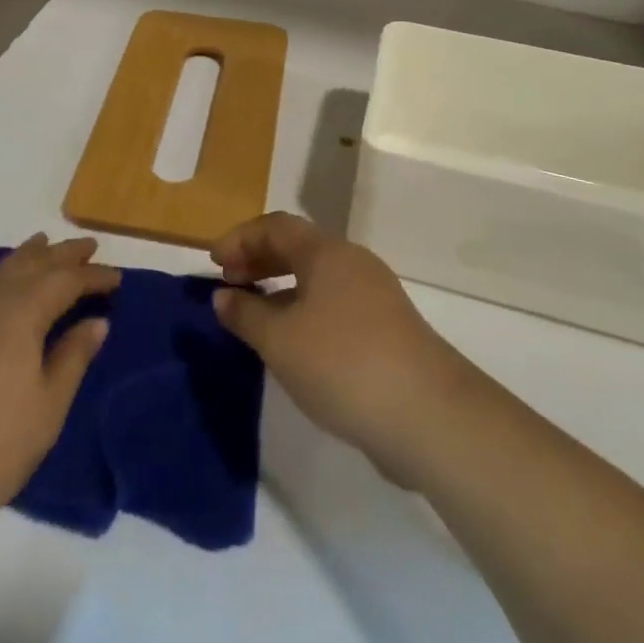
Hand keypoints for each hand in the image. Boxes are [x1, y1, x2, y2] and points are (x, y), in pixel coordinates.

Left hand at [0, 234, 118, 544]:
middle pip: (32, 263)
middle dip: (63, 254)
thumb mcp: (46, 409)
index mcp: (22, 312)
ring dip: (29, 256)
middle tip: (88, 246)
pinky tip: (2, 288)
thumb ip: (73, 358)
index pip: (66, 280)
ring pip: (1, 270)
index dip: (94, 276)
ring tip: (45, 246)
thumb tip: (96, 321)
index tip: (117, 277)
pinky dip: (2, 275)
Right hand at [212, 214, 476, 483]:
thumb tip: (223, 296)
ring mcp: (375, 296)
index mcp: (326, 252)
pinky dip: (305, 310)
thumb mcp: (280, 341)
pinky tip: (294, 344)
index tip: (214, 263)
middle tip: (229, 283)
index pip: (275, 226)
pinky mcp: (388, 330)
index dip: (240, 239)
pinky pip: (334, 304)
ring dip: (281, 287)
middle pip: (298, 247)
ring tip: (255, 314)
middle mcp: (352, 263)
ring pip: (318, 277)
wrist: (430, 416)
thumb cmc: (343, 364)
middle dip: (259, 260)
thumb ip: (246, 314)